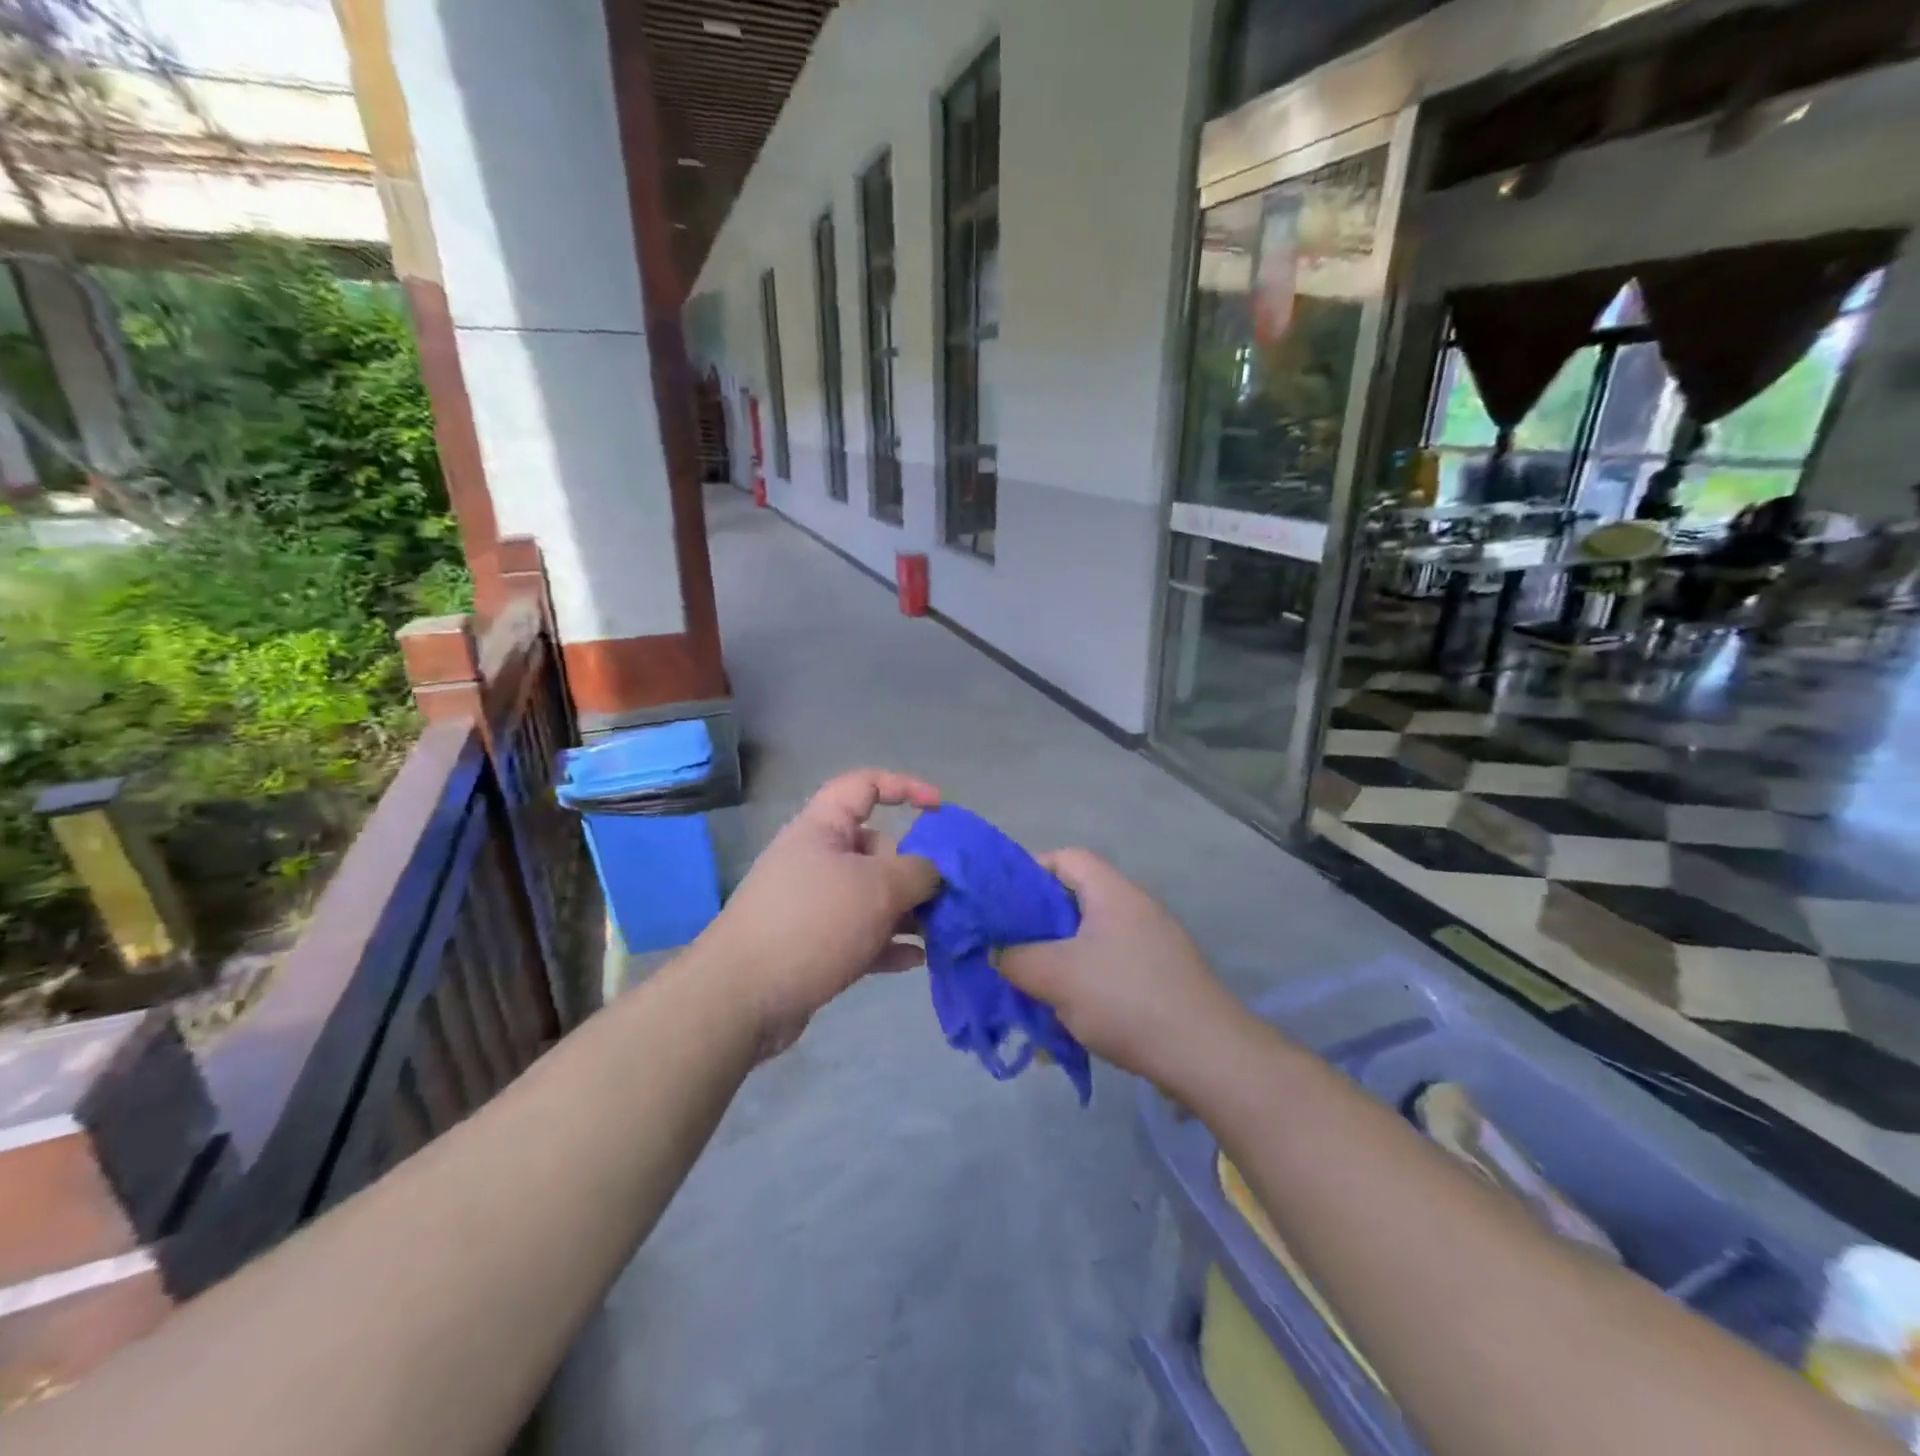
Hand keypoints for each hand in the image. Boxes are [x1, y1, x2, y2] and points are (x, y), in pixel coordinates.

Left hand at [697, 769, 940, 1054]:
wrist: (741, 997)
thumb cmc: (813, 922)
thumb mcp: (877, 888)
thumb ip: (918, 872)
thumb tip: (934, 873)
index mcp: (823, 827)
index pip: (864, 786)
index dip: (905, 787)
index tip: (939, 809)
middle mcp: (817, 859)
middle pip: (877, 849)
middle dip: (914, 869)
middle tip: (944, 896)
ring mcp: (814, 904)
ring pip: (872, 896)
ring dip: (907, 911)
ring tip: (940, 932)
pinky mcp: (814, 945)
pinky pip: (861, 935)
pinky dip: (888, 943)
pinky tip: (917, 960)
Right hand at [998, 849, 1242, 1087]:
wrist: (1208, 1055)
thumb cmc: (1126, 999)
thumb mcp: (1056, 976)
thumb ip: (1016, 959)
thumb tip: (998, 953)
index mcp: (1112, 892)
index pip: (1066, 858)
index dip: (1030, 873)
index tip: (1003, 907)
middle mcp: (1135, 909)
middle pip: (1074, 903)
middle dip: (1038, 930)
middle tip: (1011, 956)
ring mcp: (1152, 945)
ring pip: (1090, 943)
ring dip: (1059, 966)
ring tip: (1035, 997)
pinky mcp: (1161, 979)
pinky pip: (1110, 971)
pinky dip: (1085, 989)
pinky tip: (1070, 1024)